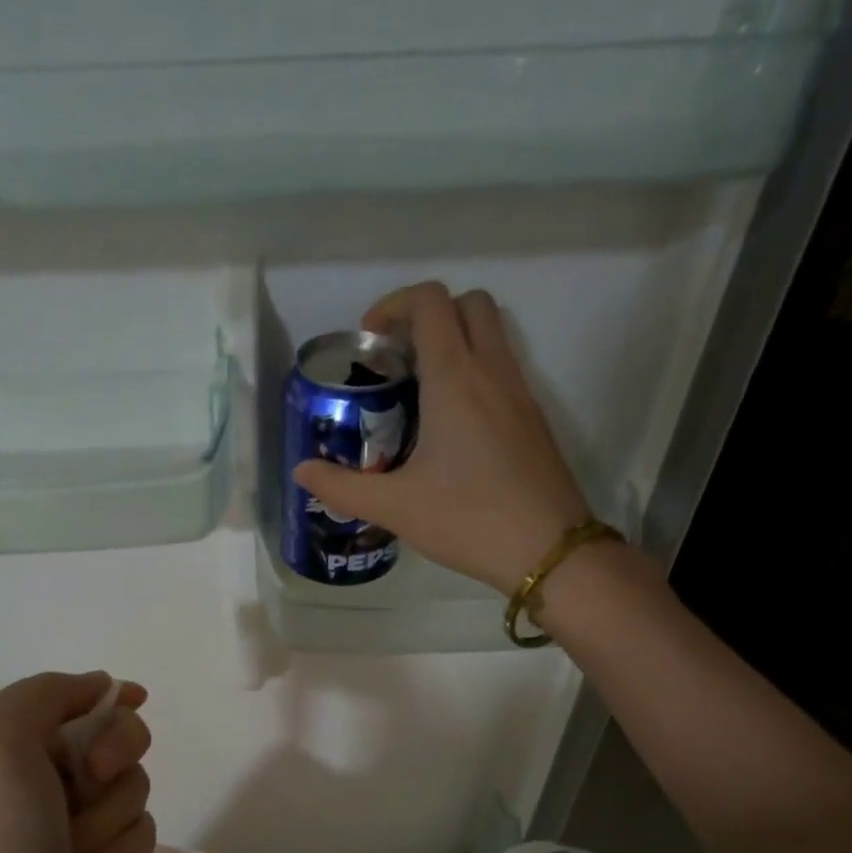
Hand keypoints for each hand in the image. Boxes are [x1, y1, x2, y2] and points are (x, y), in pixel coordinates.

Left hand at [0, 671, 154, 852]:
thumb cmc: (4, 843)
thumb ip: (45, 693)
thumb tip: (102, 686)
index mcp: (2, 748)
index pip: (67, 699)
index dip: (102, 698)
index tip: (131, 700)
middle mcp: (36, 780)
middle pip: (112, 734)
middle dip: (113, 754)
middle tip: (94, 776)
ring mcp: (72, 822)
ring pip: (132, 783)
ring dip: (111, 814)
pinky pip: (139, 825)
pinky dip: (121, 847)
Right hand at [293, 281, 591, 594]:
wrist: (549, 550)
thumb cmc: (468, 519)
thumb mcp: (395, 507)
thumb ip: (342, 487)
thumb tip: (302, 472)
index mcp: (456, 379)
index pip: (430, 302)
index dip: (394, 305)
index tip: (369, 342)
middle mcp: (493, 372)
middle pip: (467, 304)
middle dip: (427, 315)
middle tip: (396, 359)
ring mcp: (520, 393)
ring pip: (490, 335)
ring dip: (453, 343)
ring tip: (417, 393)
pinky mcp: (534, 418)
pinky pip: (502, 370)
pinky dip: (473, 373)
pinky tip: (449, 429)